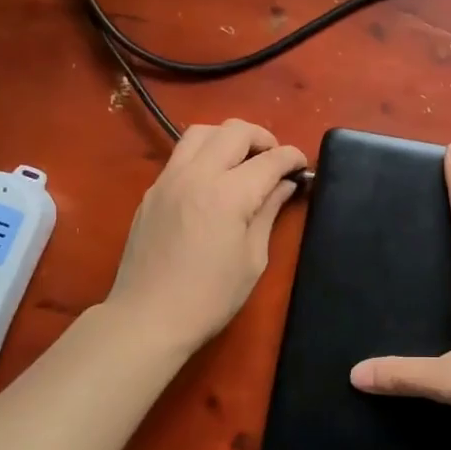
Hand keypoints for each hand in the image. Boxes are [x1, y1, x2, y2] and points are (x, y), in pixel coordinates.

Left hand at [106, 120, 306, 350]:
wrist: (147, 318)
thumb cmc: (210, 297)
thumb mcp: (252, 259)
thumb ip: (268, 212)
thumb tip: (283, 186)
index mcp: (228, 195)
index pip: (269, 160)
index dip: (292, 158)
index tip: (303, 166)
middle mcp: (196, 175)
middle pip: (234, 131)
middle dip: (262, 138)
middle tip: (275, 159)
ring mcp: (169, 180)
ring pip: (201, 132)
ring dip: (228, 137)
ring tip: (243, 159)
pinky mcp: (152, 191)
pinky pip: (181, 154)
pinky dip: (204, 153)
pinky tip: (214, 179)